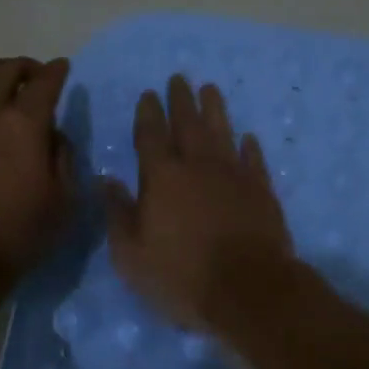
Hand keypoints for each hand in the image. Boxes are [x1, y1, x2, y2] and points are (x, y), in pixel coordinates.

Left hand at [0, 42, 74, 284]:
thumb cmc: (16, 236)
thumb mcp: (63, 202)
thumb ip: (63, 159)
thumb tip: (54, 135)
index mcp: (24, 124)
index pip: (44, 82)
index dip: (56, 71)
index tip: (62, 67)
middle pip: (3, 71)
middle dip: (23, 65)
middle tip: (30, 71)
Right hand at [103, 74, 295, 328]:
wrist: (248, 290)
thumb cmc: (181, 276)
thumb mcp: (131, 254)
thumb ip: (118, 213)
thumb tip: (106, 180)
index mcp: (162, 177)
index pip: (151, 135)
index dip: (148, 113)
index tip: (149, 94)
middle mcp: (198, 166)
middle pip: (188, 124)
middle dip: (181, 100)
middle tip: (179, 78)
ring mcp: (234, 174)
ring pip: (222, 132)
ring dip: (215, 109)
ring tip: (210, 89)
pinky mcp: (262, 190)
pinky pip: (253, 159)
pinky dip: (249, 146)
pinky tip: (247, 137)